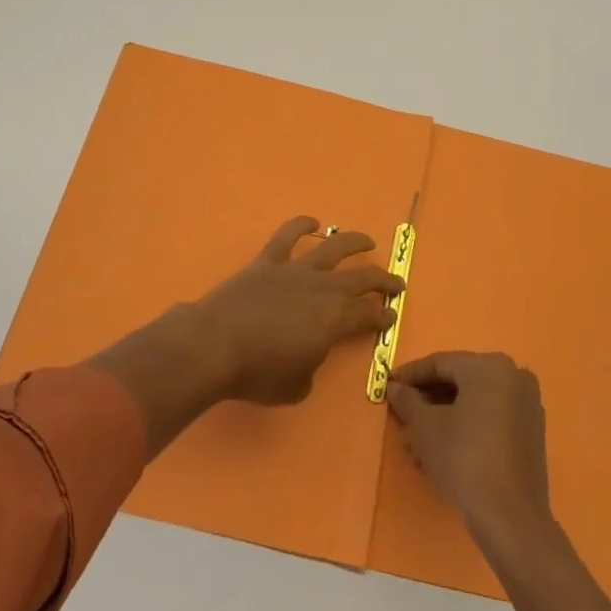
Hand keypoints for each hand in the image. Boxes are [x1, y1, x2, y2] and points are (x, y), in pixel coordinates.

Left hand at [185, 216, 402, 404]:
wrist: (215, 345)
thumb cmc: (258, 373)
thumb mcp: (296, 386)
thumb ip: (311, 367)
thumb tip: (309, 354)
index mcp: (335, 319)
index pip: (368, 314)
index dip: (382, 316)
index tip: (390, 316)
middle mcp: (322, 288)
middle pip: (361, 278)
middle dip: (383, 280)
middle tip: (396, 282)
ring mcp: (294, 270)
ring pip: (332, 248)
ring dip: (354, 242)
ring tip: (368, 241)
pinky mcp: (267, 262)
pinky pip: (287, 236)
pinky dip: (301, 225)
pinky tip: (313, 223)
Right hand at [387, 351, 552, 547]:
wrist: (510, 518)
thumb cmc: (463, 459)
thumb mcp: (425, 427)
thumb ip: (407, 400)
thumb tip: (394, 388)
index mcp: (489, 366)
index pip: (440, 363)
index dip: (410, 375)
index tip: (388, 386)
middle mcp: (513, 376)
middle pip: (459, 380)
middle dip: (427, 399)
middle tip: (402, 414)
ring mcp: (527, 404)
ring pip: (475, 402)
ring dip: (444, 415)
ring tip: (417, 439)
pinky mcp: (531, 432)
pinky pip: (491, 418)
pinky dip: (466, 426)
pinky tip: (443, 447)